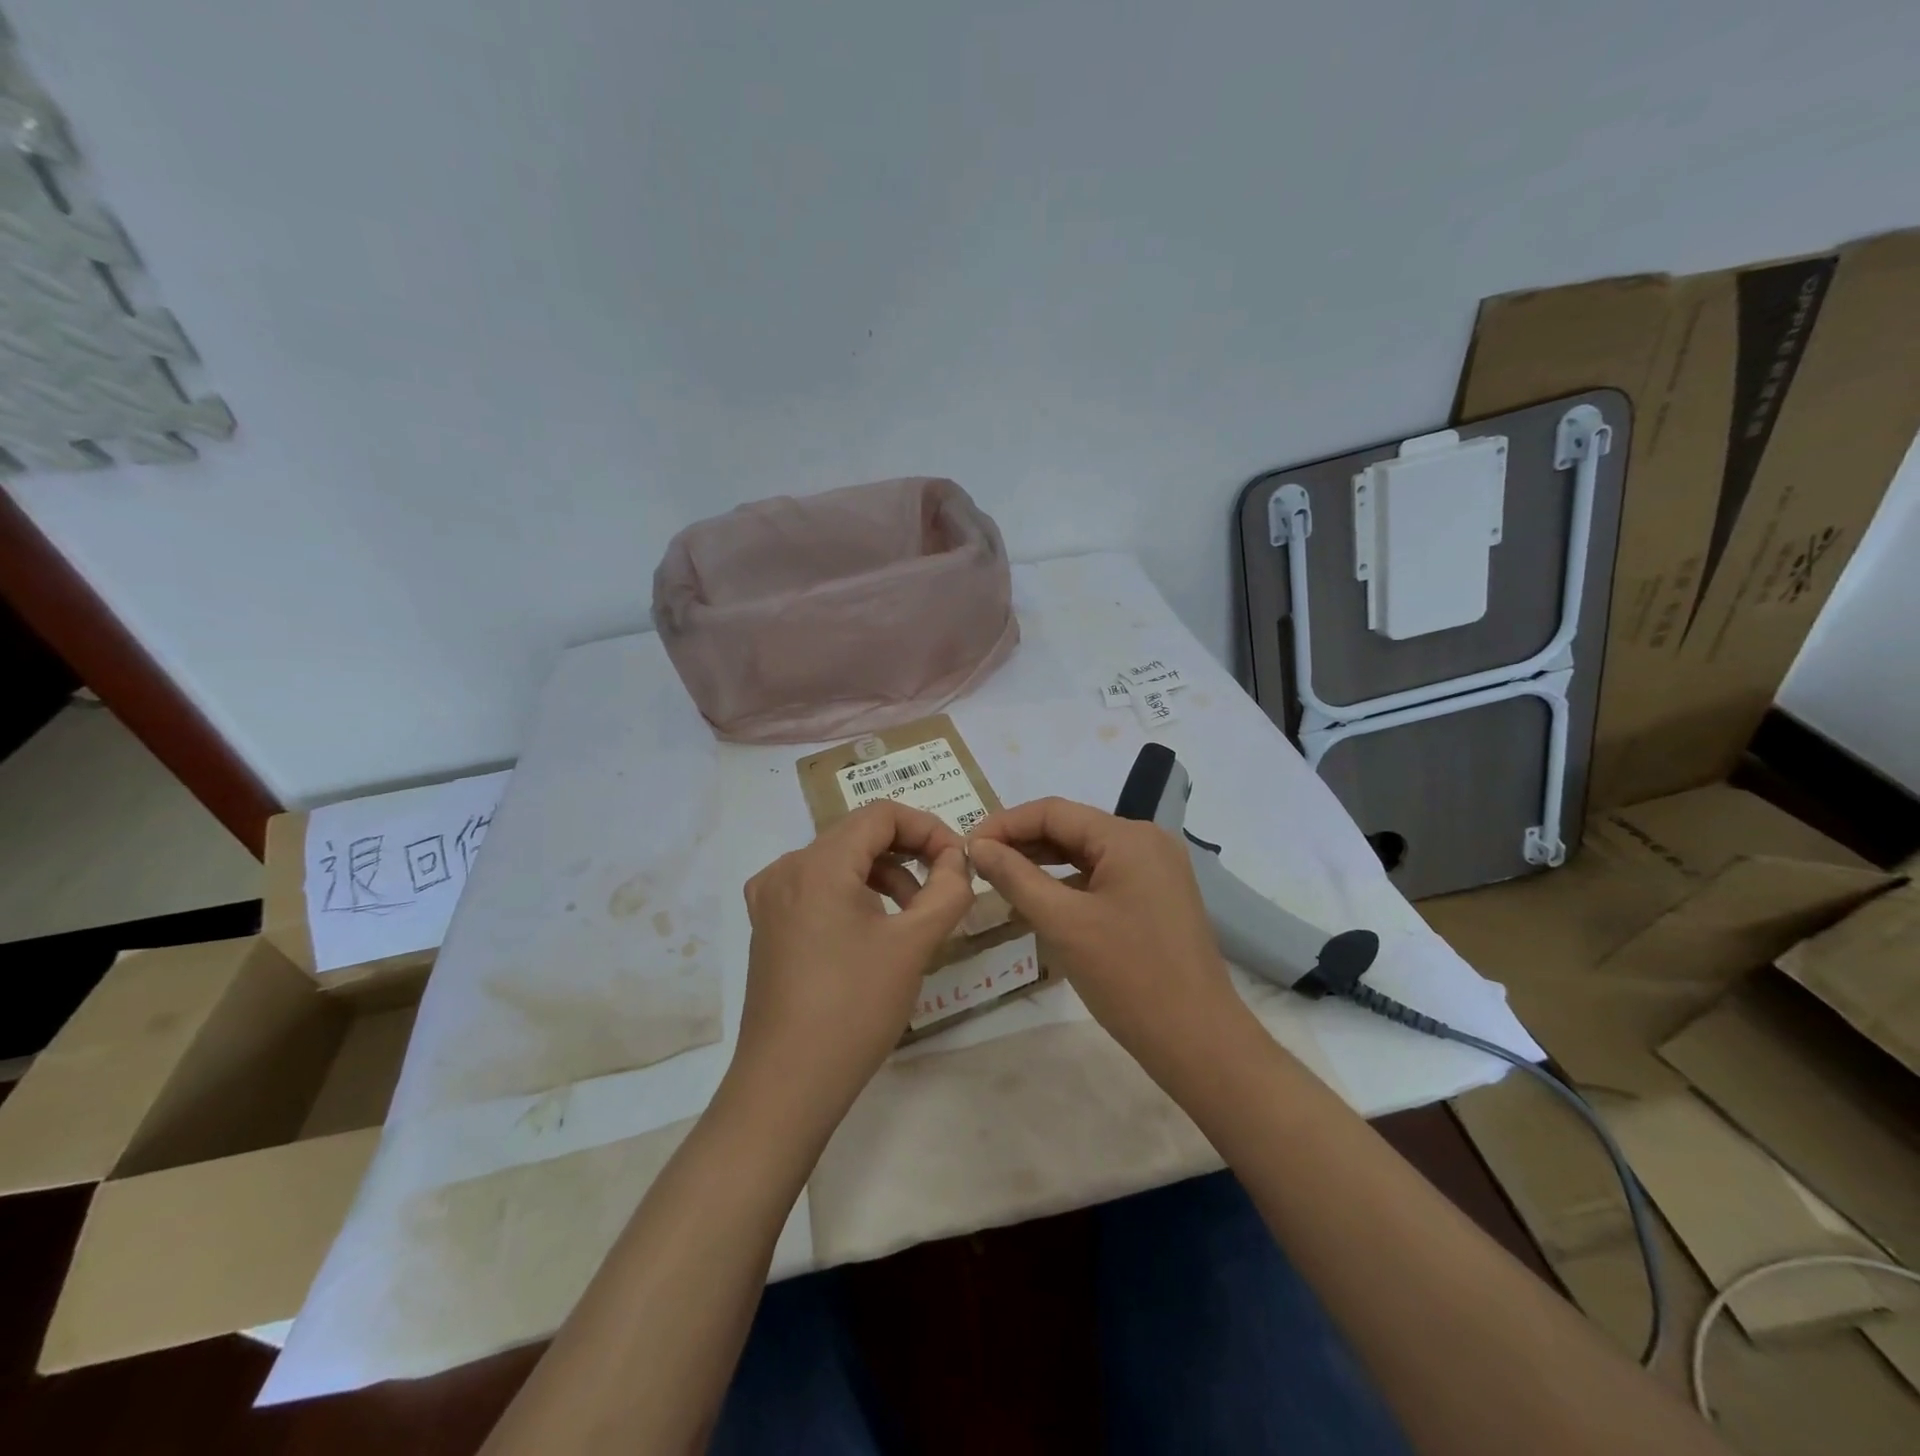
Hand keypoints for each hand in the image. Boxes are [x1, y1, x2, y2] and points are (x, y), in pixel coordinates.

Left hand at [729, 801, 974, 1124]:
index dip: (928, 827)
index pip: (881, 815)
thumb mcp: (914, 944)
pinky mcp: (768, 926)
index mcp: (818, 864)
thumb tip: (957, 860)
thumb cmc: (854, 1008)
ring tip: (916, 915)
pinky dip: (855, 894)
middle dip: (909, 852)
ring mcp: (771, 898)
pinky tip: (876, 930)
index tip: (958, 861)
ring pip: (839, 862)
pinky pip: (818, 888)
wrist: (787, 1084)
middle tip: (945, 885)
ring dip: (884, 875)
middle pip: (858, 835)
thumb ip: (947, 890)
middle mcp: (787, 869)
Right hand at [968, 797, 1247, 1071]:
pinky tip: (1038, 900)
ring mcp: (1155, 870)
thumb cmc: (1128, 976)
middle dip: (1021, 842)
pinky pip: (1101, 876)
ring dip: (1041, 863)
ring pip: (1085, 853)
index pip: (1053, 812)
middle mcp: (1146, 841)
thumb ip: (1015, 876)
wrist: (1197, 1040)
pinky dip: (1067, 884)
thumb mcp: (1062, 922)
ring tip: (998, 879)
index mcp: (1128, 837)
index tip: (966, 847)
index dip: (1004, 824)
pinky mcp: (1155, 897)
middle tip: (976, 864)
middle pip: (1070, 828)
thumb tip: (977, 845)